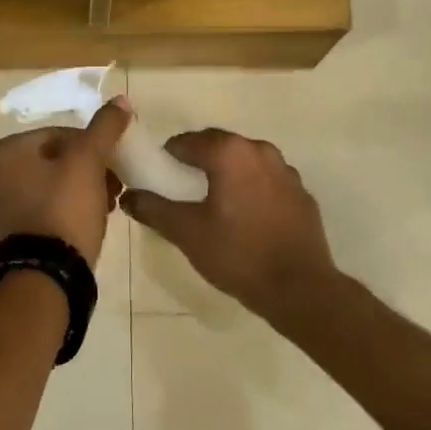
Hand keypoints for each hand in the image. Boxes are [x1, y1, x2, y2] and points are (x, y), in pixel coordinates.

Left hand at [0, 100, 131, 268]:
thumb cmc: (65, 208)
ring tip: (108, 203)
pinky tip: (91, 218)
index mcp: (3, 152)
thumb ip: (104, 128)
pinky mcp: (11, 232)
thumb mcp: (89, 161)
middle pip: (54, 160)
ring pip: (51, 184)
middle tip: (114, 184)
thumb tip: (120, 100)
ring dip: (82, 188)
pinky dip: (67, 208)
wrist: (48, 273)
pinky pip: (44, 208)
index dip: (92, 146)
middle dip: (88, 169)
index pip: (58, 135)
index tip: (114, 164)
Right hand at [121, 129, 335, 318]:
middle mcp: (260, 151)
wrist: (299, 288)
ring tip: (212, 204)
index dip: (167, 157)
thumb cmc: (237, 254)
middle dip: (196, 162)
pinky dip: (250, 189)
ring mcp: (286, 172)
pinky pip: (266, 181)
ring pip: (244, 162)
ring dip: (225, 174)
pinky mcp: (301, 194)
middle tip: (180, 190)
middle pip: (218, 146)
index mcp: (230, 153)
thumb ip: (153, 209)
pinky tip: (244, 218)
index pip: (187, 141)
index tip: (158, 178)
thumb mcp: (186, 232)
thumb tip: (129, 196)